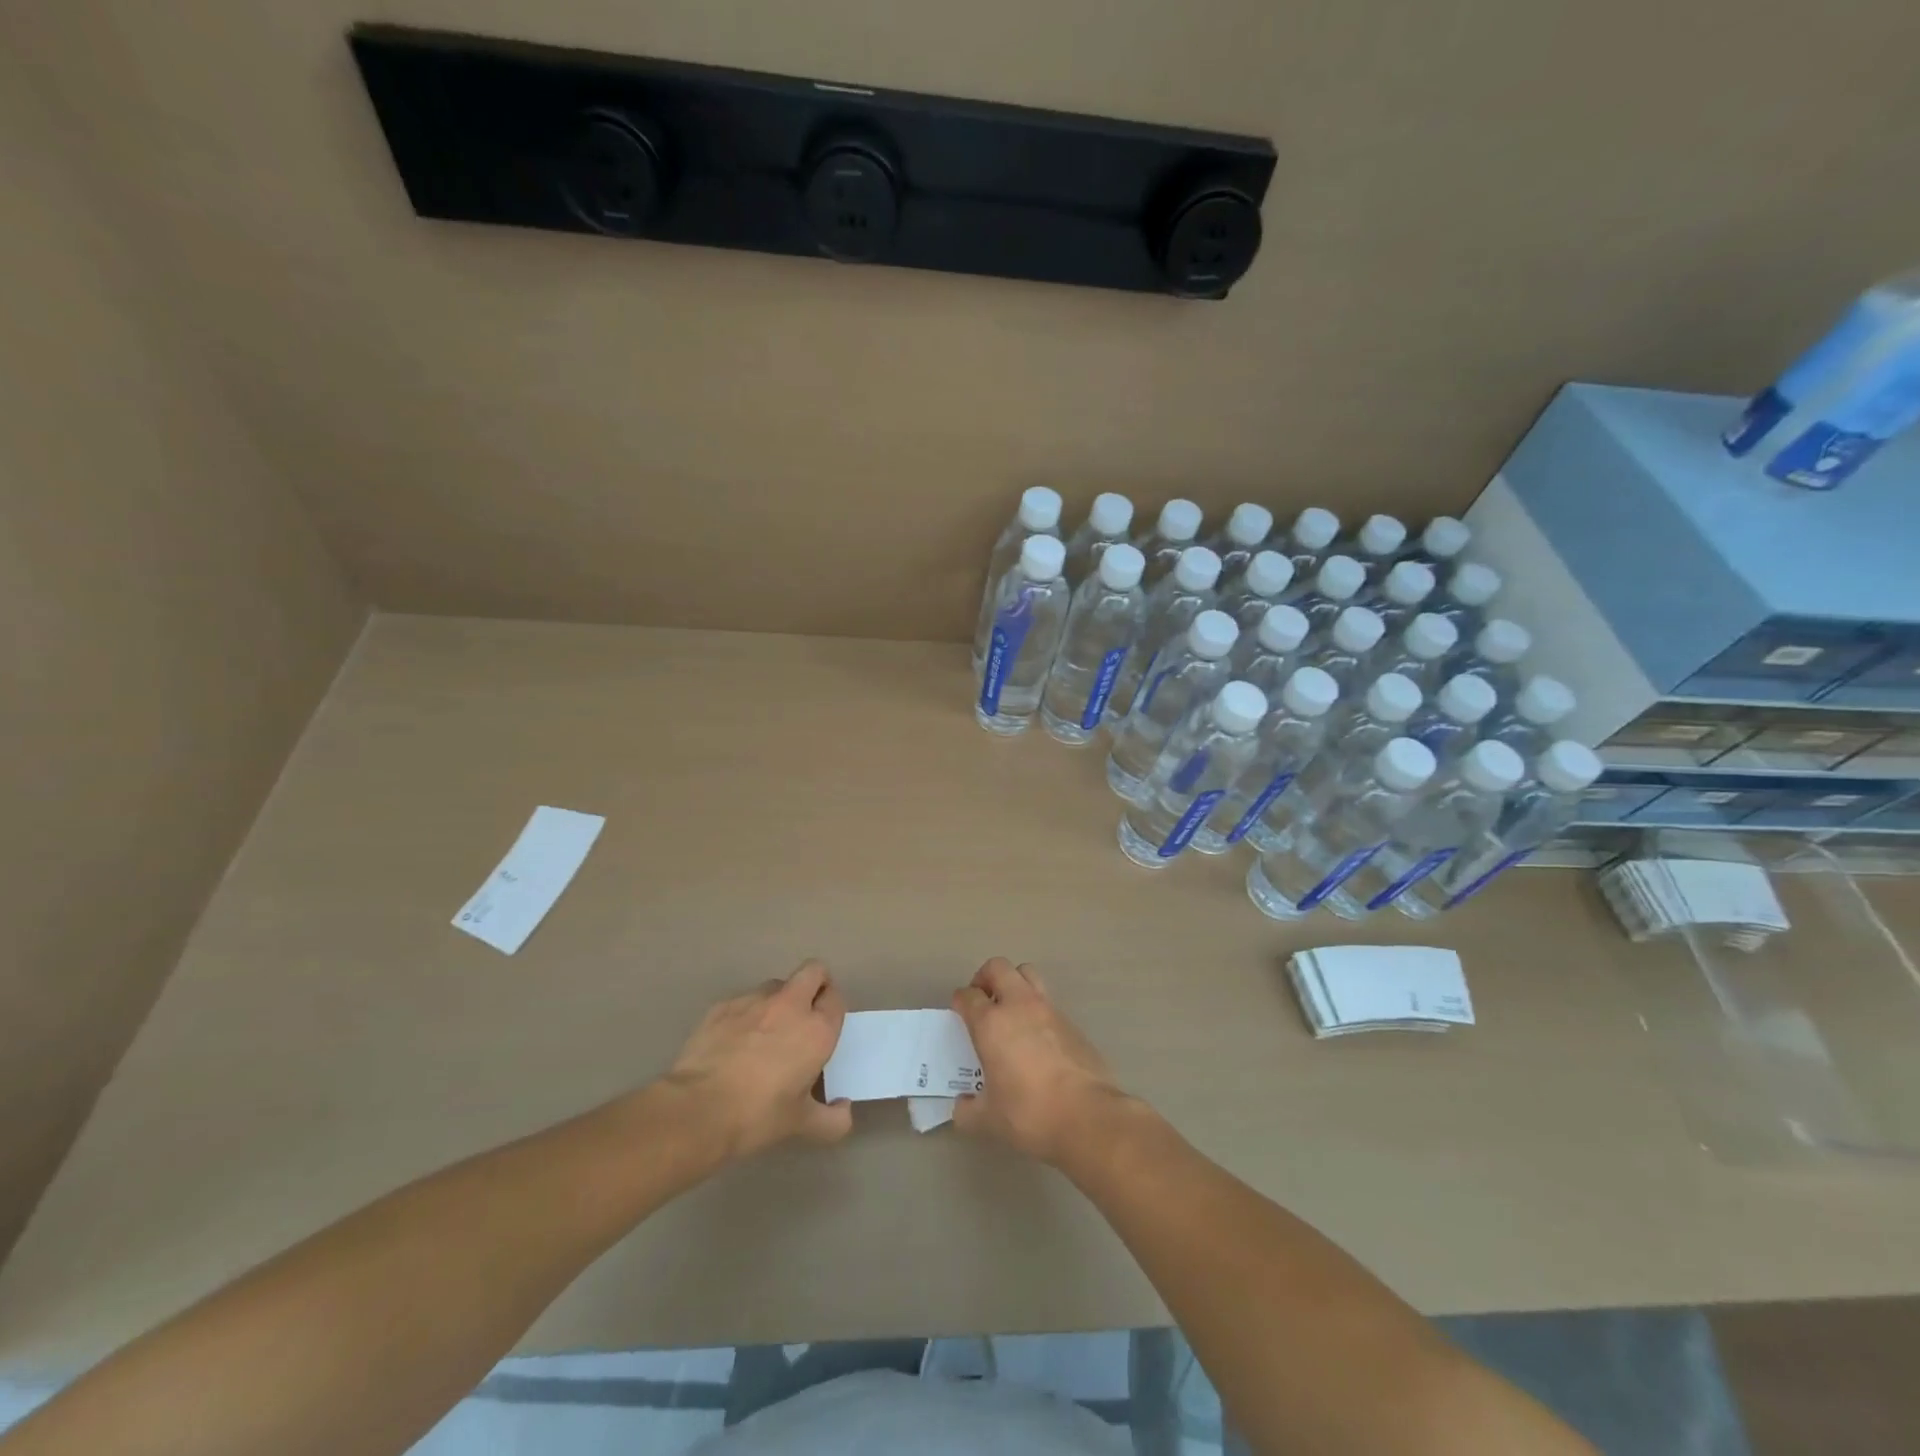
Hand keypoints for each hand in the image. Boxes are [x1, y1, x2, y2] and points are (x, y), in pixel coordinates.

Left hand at [662, 960, 851, 1158]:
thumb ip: (832, 1120)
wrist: (697, 1109)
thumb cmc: (758, 1116)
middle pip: (813, 971)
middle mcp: (790, 1005)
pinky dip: (746, 1015)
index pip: (836, 998)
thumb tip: (843, 1109)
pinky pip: (743, 1001)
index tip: (825, 1027)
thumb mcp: (801, 1125)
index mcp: (816, 1030)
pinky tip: (733, 1044)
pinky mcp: (722, 1006)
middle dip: (815, 984)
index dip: (832, 1007)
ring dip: (778, 1001)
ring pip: (776, 985)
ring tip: (765, 1033)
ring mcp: (754, 1001)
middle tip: (806, 1014)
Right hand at [951, 958, 1127, 1164]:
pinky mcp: (1072, 1022)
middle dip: (985, 978)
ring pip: (1027, 974)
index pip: (968, 995)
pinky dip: (1037, 1010)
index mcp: (991, 1023)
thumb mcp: (988, 1120)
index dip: (960, 1001)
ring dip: (1014, 984)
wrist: (1088, 1116)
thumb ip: (967, 1110)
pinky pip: (1048, 1002)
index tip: (959, 1014)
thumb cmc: (1029, 1113)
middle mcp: (1019, 1005)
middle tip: (982, 1002)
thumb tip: (962, 1106)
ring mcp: (1049, 1010)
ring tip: (1010, 1013)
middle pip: (998, 967)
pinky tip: (1037, 1040)